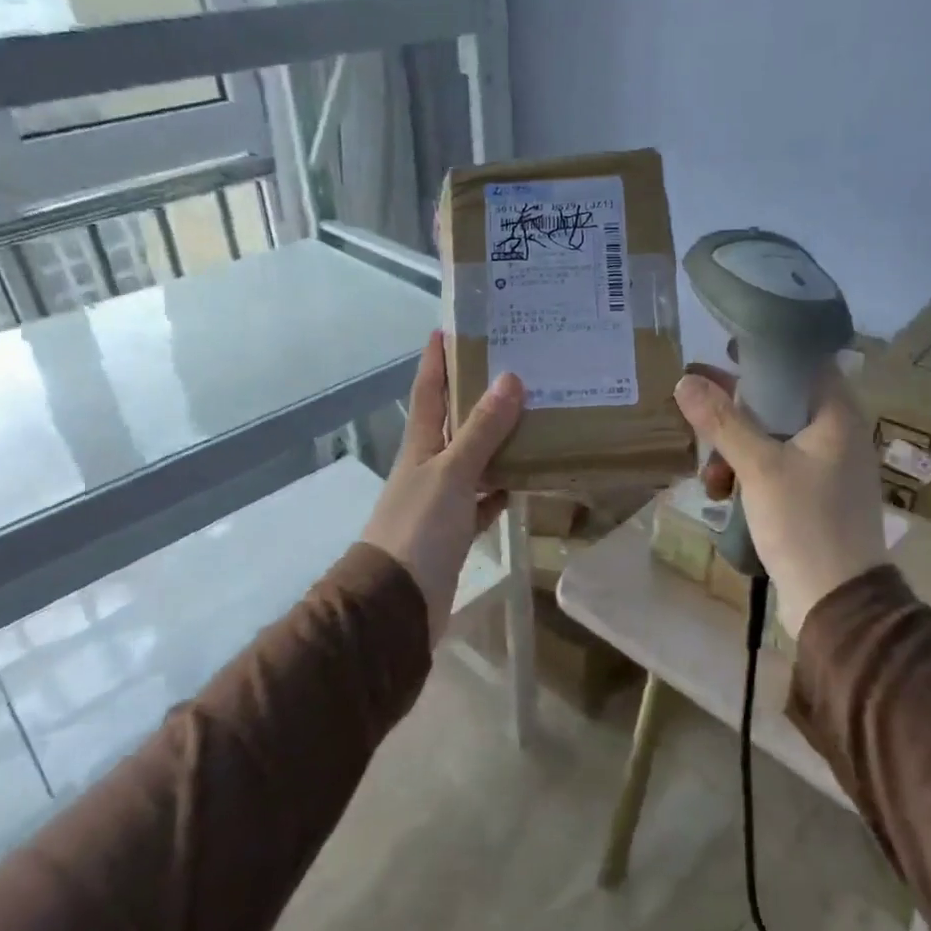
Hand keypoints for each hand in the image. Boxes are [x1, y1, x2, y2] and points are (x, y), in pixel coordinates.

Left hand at [361, 332, 524, 641]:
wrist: (396, 604)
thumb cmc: (418, 529)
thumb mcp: (451, 473)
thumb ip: (481, 431)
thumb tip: (509, 378)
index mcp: (420, 445)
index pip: (429, 389)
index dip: (437, 358)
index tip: (453, 325)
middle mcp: (428, 466)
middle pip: (454, 421)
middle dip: (477, 394)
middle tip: (516, 366)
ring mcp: (441, 500)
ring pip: (473, 460)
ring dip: (497, 440)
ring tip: (534, 415)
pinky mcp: (455, 531)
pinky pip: (484, 499)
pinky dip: (502, 488)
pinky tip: (527, 477)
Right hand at [672, 365, 886, 636]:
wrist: (837, 601)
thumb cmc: (805, 523)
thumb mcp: (759, 467)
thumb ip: (723, 422)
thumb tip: (686, 380)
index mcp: (837, 417)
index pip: (805, 363)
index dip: (765, 353)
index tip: (725, 352)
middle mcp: (836, 435)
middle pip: (781, 401)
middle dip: (736, 409)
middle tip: (696, 406)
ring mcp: (825, 468)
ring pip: (772, 438)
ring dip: (735, 448)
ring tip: (710, 474)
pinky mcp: (813, 496)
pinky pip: (775, 467)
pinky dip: (747, 473)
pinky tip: (722, 494)